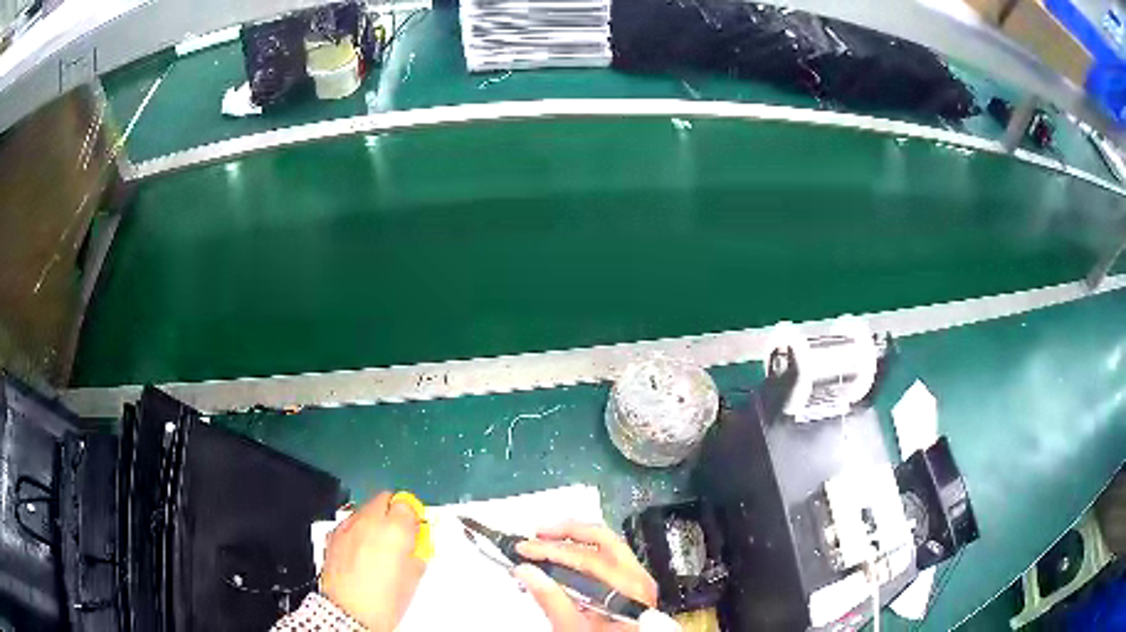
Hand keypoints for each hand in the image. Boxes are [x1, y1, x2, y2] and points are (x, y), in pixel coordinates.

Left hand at [319, 492, 426, 630]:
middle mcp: (369, 521)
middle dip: (393, 511)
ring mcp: (348, 526)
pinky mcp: (333, 535)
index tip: (415, 528)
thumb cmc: (385, 601)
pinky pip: (350, 522)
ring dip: (375, 520)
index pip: (406, 503)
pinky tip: (362, 551)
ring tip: (380, 545)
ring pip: (365, 509)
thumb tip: (415, 542)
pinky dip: (358, 529)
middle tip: (400, 533)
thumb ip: (417, 551)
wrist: (349, 612)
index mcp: (394, 529)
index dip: (413, 515)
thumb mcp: (413, 576)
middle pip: (384, 498)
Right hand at [514, 521, 657, 630]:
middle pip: (604, 540)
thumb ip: (551, 600)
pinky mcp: (630, 583)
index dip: (552, 550)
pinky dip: (582, 552)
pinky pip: (608, 557)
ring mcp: (637, 579)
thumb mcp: (572, 629)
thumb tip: (525, 570)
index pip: (588, 559)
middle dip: (567, 532)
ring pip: (607, 545)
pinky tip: (561, 557)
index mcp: (630, 590)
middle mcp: (639, 578)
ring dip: (574, 539)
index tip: (523, 549)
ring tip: (545, 541)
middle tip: (537, 534)